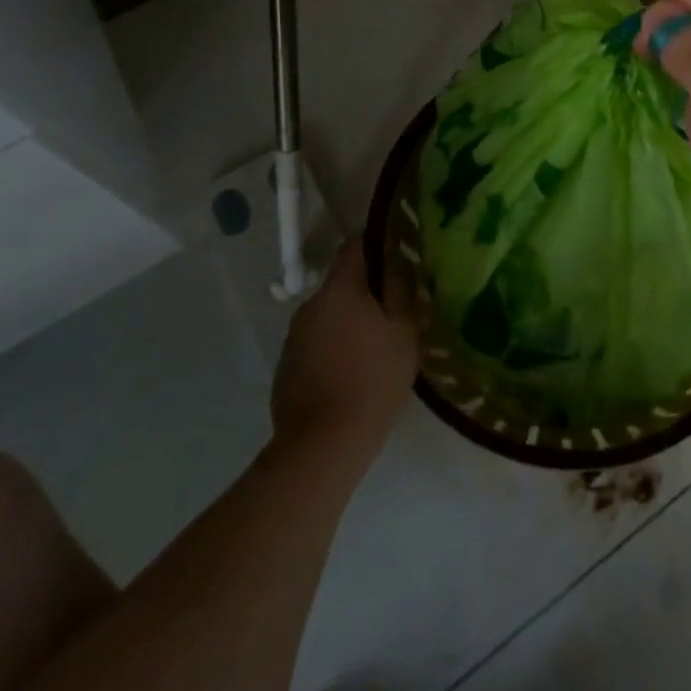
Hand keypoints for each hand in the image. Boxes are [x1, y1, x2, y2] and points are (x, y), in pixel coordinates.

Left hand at [271, 238, 418, 465]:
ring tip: (374, 345)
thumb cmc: (373, 380)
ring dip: (348, 321)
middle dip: (366, 290)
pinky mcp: (285, 369)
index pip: (355, 244)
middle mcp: (310, 305)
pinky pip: (315, 345)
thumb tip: (400, 267)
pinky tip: (351, 374)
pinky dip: (333, 349)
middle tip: (394, 308)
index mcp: (339, 289)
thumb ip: (403, 293)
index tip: (398, 253)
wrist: (322, 446)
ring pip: (328, 316)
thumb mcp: (405, 333)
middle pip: (341, 283)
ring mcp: (293, 338)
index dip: (377, 243)